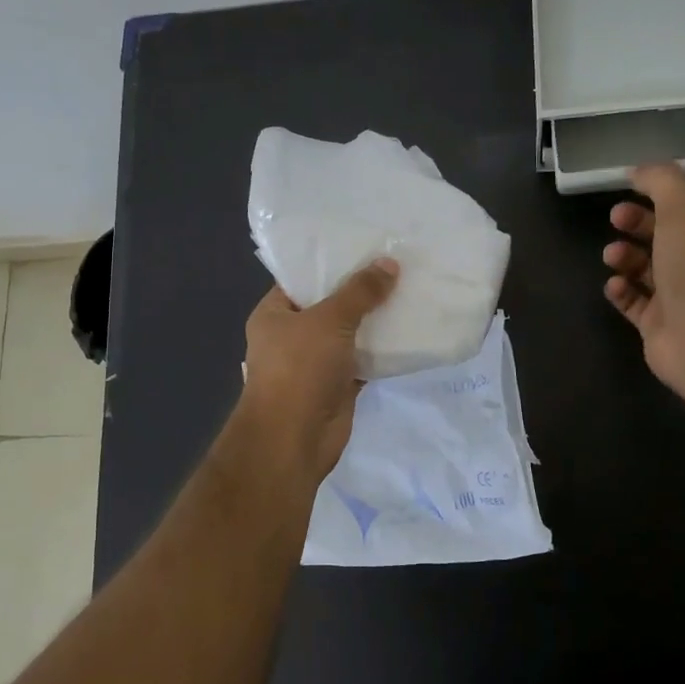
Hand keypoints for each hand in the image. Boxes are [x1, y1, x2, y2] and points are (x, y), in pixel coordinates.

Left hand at [233, 260, 399, 481]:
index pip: (301, 277)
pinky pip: (363, 359)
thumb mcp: (329, 320)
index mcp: (274, 313)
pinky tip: (409, 330)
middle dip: (359, 289)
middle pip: (329, 304)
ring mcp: (315, 361)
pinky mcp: (337, 384)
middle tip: (395, 263)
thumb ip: (359, 292)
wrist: (294, 439)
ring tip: (408, 289)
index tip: (363, 244)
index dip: (330, 261)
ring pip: (349, 333)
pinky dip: (382, 349)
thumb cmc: (300, 369)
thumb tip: (389, 263)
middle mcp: (291, 335)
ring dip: (374, 319)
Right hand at [602, 164, 684, 398]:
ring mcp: (681, 294)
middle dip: (637, 221)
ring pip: (646, 266)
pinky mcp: (659, 322)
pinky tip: (615, 285)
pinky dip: (621, 290)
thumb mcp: (683, 209)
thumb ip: (661, 181)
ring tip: (612, 257)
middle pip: (664, 232)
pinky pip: (634, 300)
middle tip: (615, 218)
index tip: (631, 182)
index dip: (662, 189)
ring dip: (624, 256)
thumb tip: (641, 169)